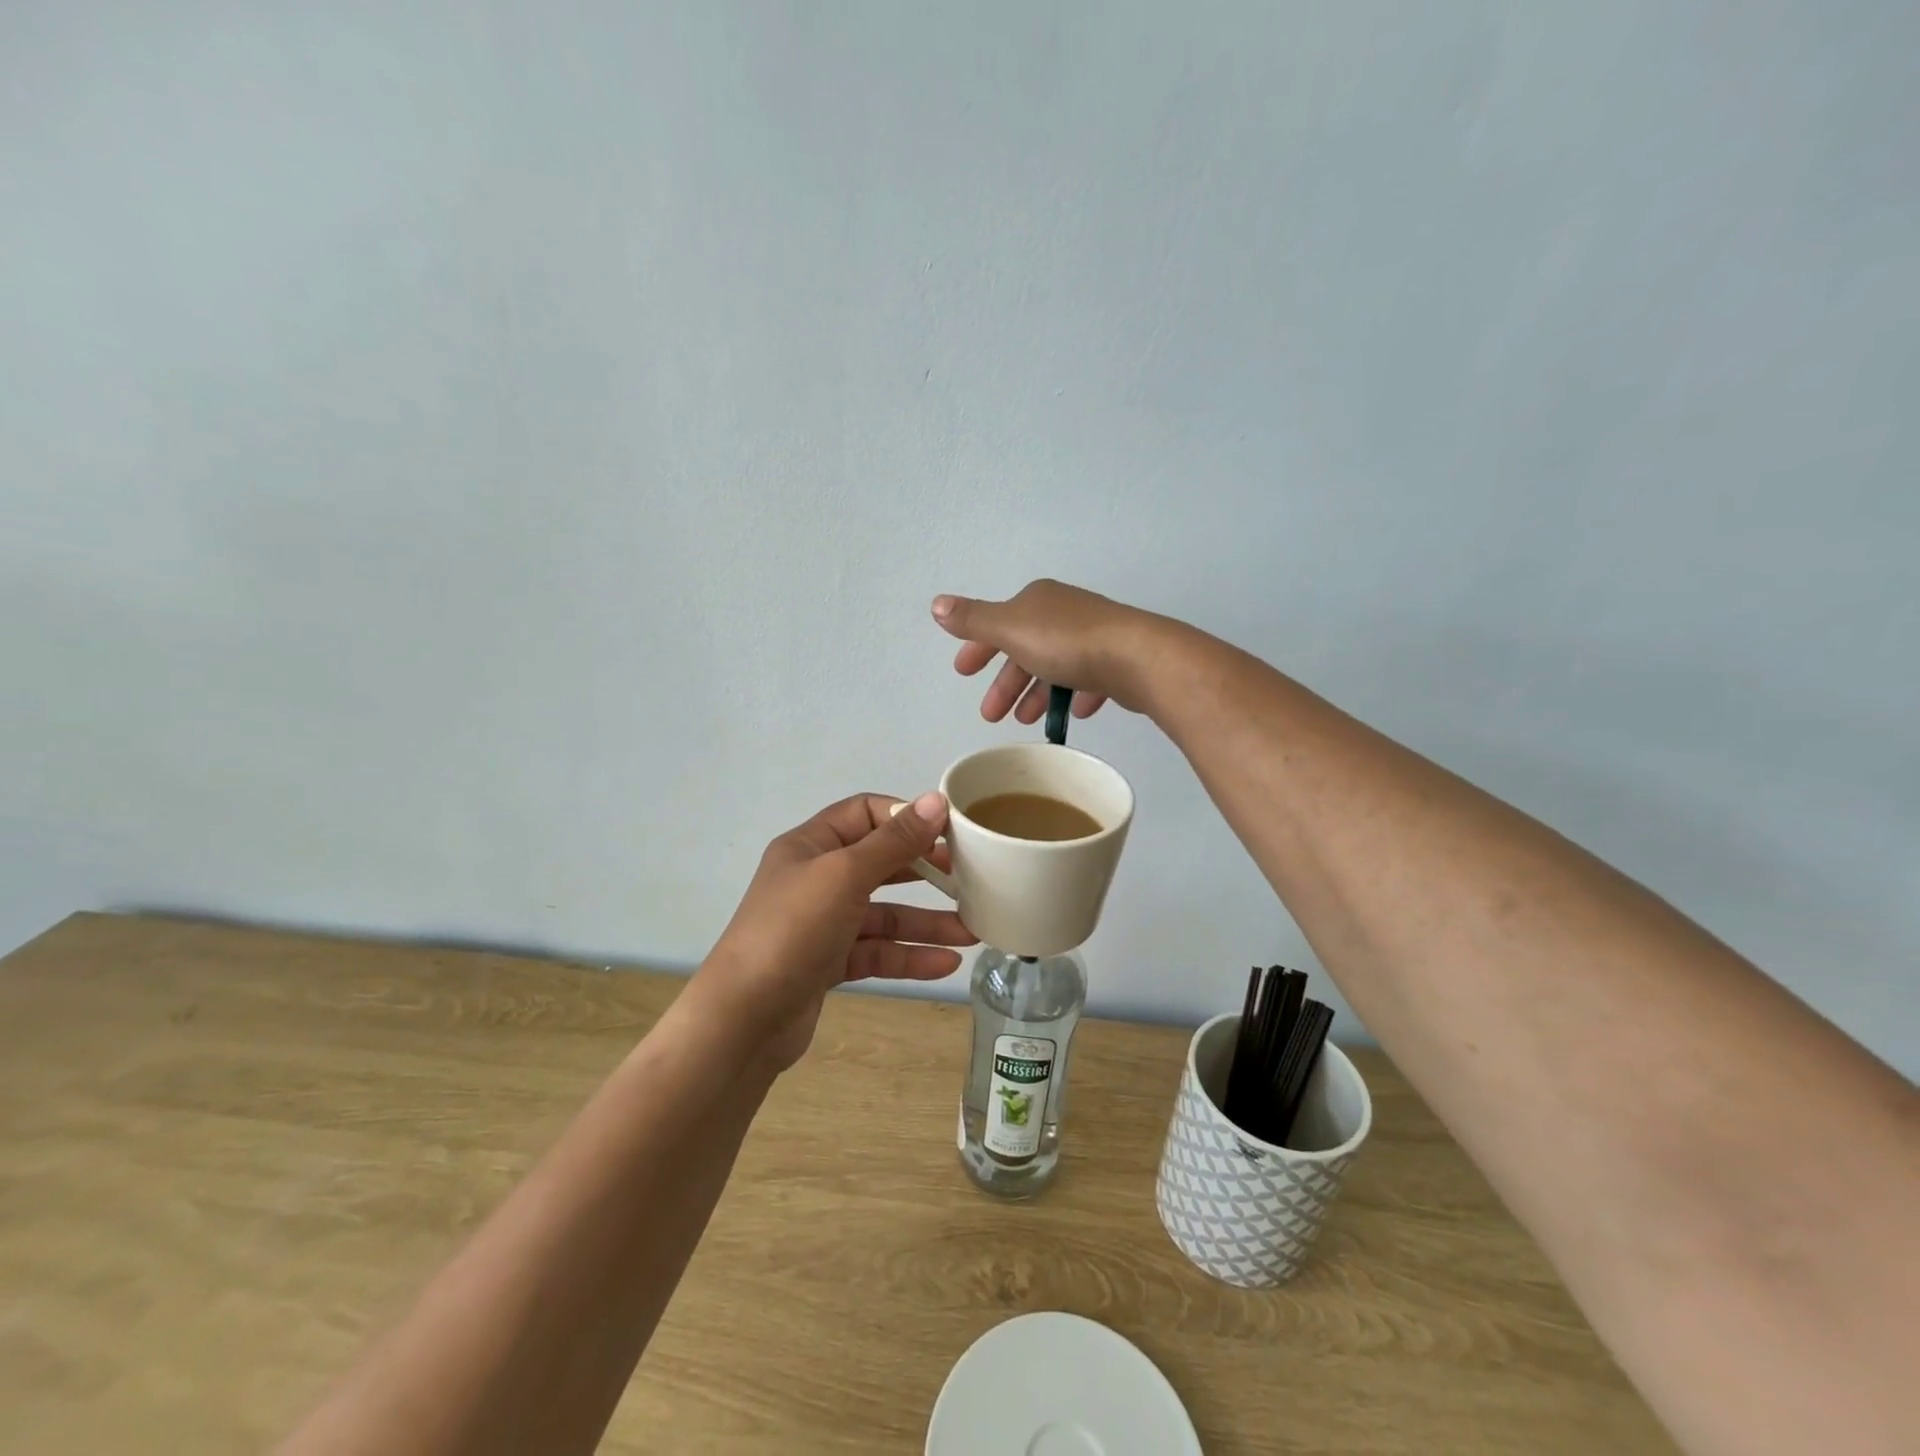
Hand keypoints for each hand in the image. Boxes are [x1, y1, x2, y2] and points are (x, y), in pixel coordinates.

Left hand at [693, 792, 976, 1069]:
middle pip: (880, 864)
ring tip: (972, 932)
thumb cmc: (793, 930)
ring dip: (926, 922)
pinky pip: (877, 952)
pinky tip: (946, 963)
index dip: (905, 817)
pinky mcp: (829, 963)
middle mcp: (816, 879)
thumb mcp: (845, 875)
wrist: (743, 1019)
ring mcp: (822, 924)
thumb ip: (893, 841)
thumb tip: (935, 801)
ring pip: (884, 914)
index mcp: (811, 845)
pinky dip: (908, 956)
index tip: (948, 831)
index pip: (864, 813)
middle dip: (924, 871)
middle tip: (968, 878)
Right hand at [931, 579, 1170, 724]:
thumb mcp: (1010, 629)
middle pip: (1025, 649)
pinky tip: (1072, 713)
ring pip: (1055, 666)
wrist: (1137, 658)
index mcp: (1037, 601)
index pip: (998, 623)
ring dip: (1036, 694)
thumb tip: (937, 604)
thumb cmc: (1066, 643)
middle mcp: (1065, 613)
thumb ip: (973, 620)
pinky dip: (1075, 694)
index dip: (978, 649)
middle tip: (991, 716)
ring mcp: (1094, 635)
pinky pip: (1088, 678)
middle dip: (1006, 682)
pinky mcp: (1117, 659)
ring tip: (1027, 721)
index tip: (964, 674)